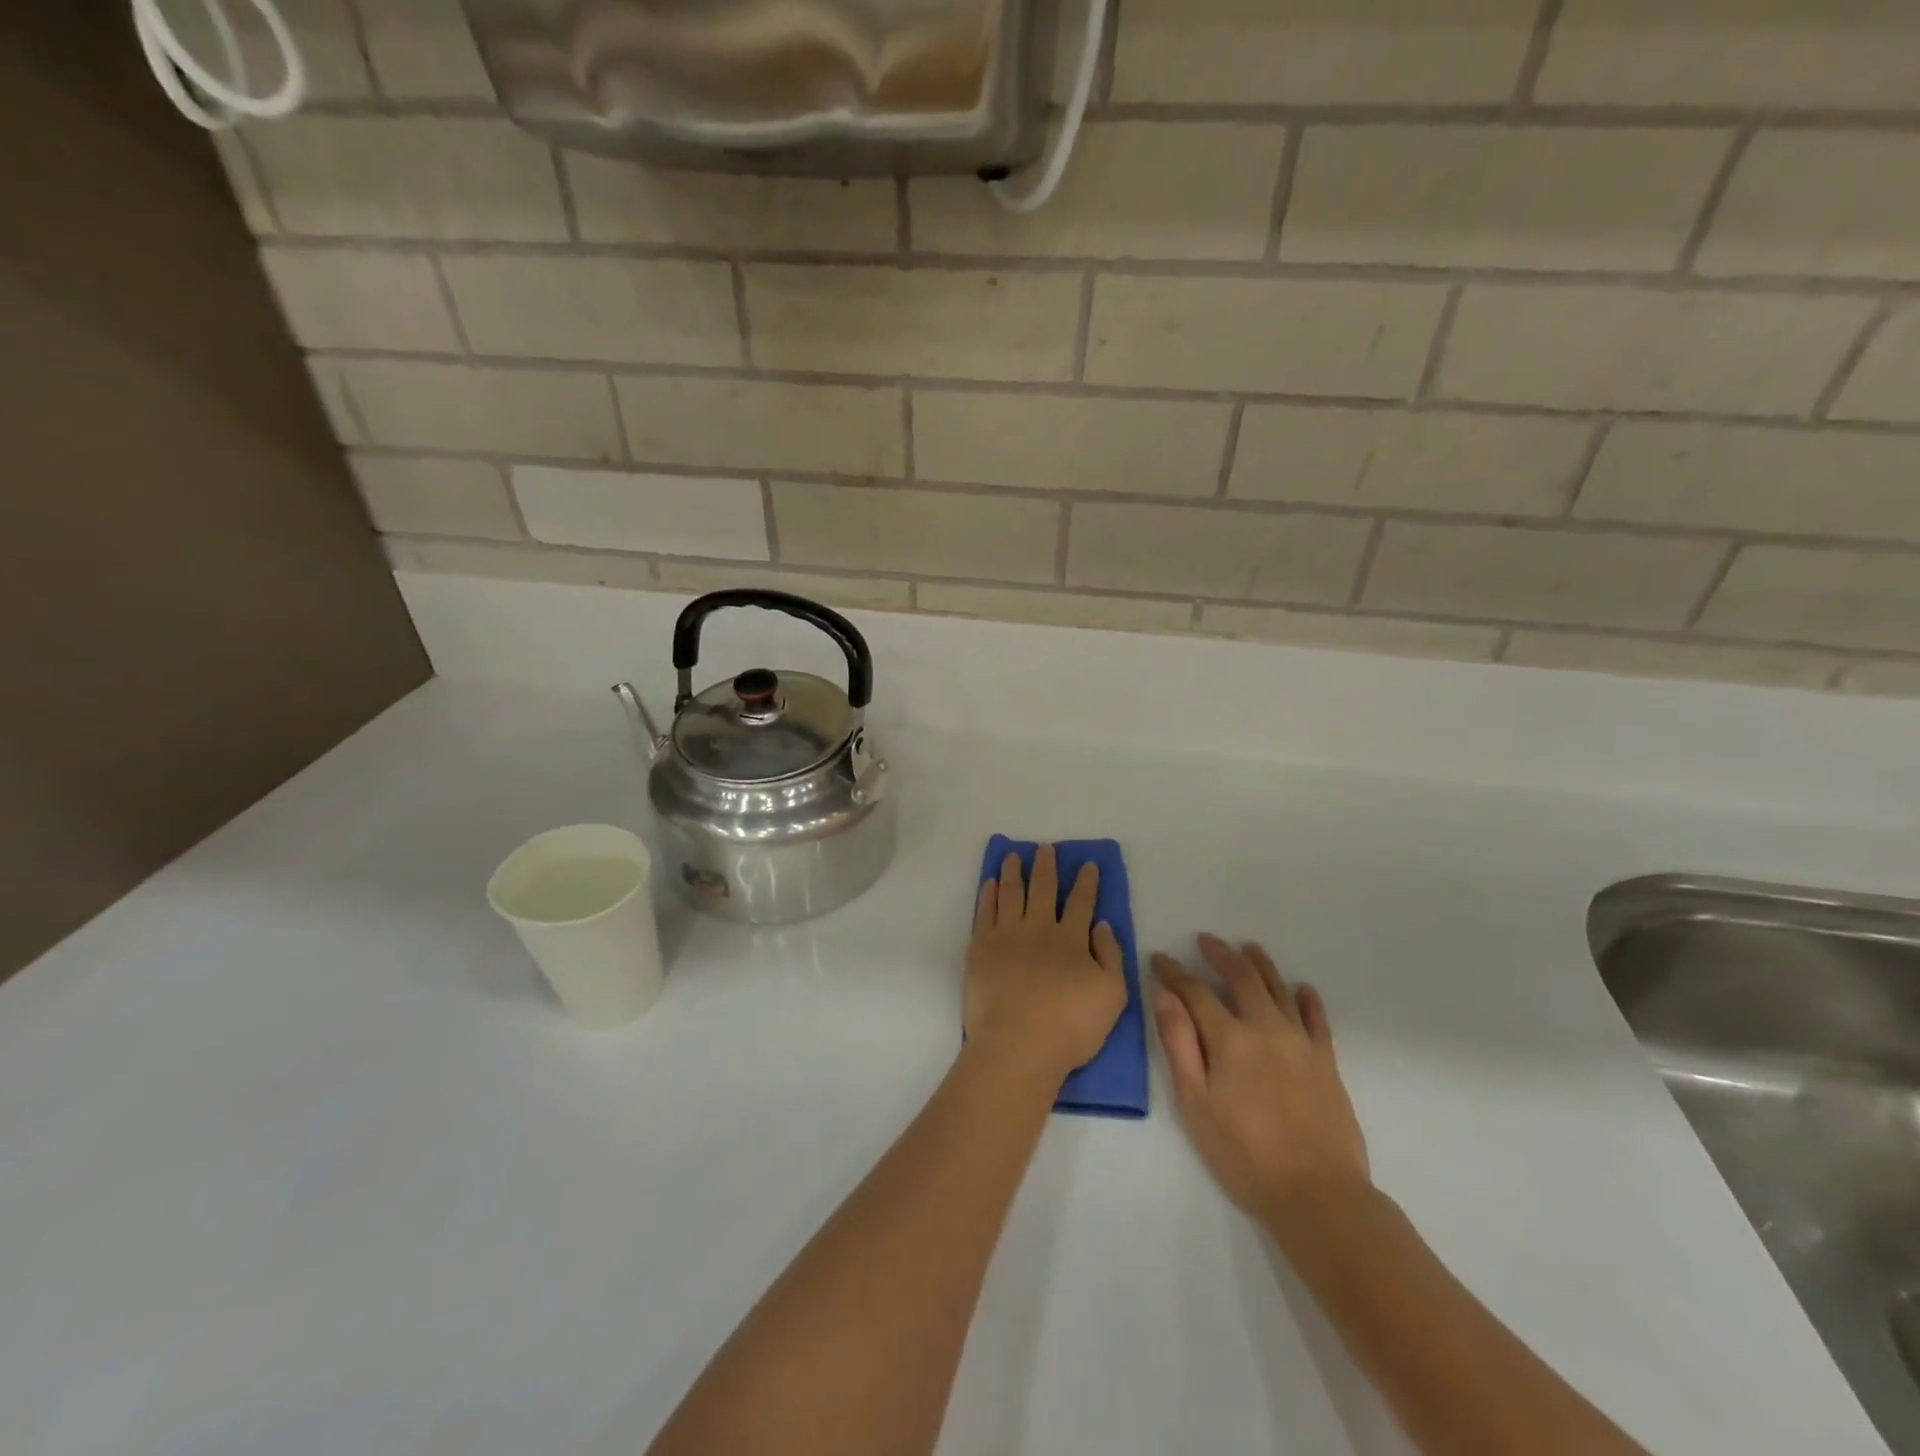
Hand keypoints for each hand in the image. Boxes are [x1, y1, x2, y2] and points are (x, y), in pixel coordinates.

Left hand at [965, 845, 1127, 1082]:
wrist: (1018, 1044)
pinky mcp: (980, 948)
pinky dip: (988, 895)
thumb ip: (1111, 956)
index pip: (1081, 903)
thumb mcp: (1112, 995)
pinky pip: (984, 912)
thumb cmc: (1070, 1026)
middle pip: (1043, 889)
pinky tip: (989, 884)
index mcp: (1071, 940)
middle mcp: (1038, 929)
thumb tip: (1102, 925)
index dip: (1086, 882)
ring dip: (1012, 872)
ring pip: (1010, 893)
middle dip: (1046, 866)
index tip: (1087, 863)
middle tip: (1045, 848)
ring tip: (1013, 855)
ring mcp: (1006, 936)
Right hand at [1151, 936, 1369, 1227]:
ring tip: (1248, 948)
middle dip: (1220, 954)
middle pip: (1241, 977)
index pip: (1195, 991)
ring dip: (1261, 964)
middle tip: (1206, 939)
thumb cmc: (1244, 1154)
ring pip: (1279, 989)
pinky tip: (1302, 988)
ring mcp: (1301, 1042)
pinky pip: (1318, 1019)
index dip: (1174, 972)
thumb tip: (1165, 997)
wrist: (1318, 1195)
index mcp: (1229, 1038)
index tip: (1158, 958)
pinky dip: (1308, 999)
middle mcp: (1266, 1028)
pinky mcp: (1327, 1062)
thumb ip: (1179, 1045)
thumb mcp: (1195, 1103)